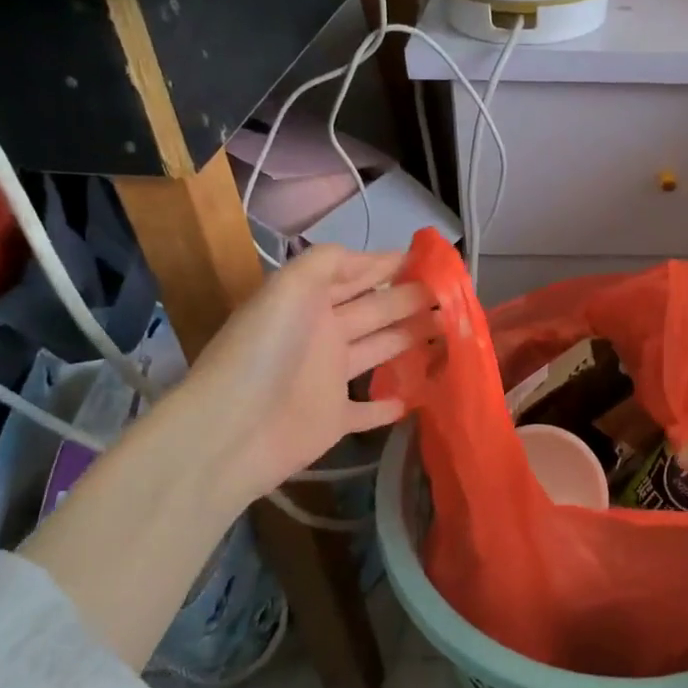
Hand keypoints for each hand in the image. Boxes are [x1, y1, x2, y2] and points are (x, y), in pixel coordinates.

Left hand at [150, 245, 432, 509]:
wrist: (233, 430)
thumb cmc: (266, 351)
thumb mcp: (290, 287)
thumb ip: (329, 262)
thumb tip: (371, 257)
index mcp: (310, 302)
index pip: (357, 275)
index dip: (391, 266)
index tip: (433, 262)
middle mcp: (322, 334)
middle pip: (376, 311)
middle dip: (412, 299)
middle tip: (454, 296)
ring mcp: (328, 379)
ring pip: (379, 351)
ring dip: (411, 340)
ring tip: (451, 331)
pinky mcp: (333, 420)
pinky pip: (368, 411)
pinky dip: (390, 405)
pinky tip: (417, 396)